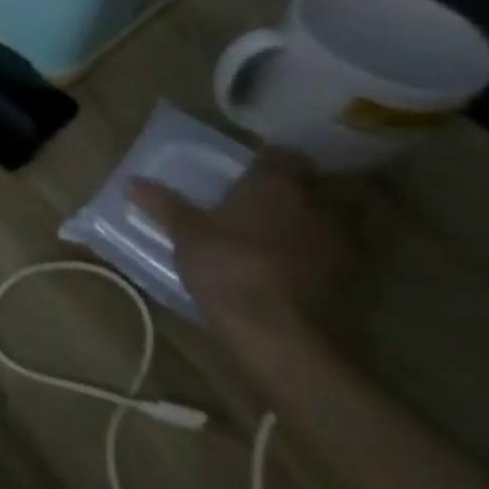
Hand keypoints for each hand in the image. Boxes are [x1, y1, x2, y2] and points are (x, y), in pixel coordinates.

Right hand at [129, 147, 355, 349]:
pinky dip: (341, 248)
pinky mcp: (357, 277)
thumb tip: (132, 181)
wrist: (280, 332)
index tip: (257, 164)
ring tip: (311, 221)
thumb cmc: (226, 266)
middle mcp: (318, 204)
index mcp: (276, 185)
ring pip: (356, 215)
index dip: (273, 158)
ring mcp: (344, 242)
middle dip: (321, 181)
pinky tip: (316, 257)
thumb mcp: (185, 234)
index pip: (284, 155)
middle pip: (335, 181)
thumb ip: (164, 204)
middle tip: (294, 187)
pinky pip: (355, 250)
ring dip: (340, 214)